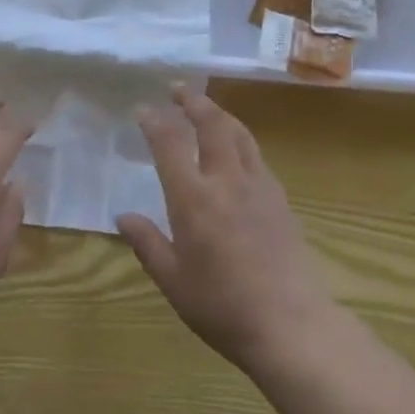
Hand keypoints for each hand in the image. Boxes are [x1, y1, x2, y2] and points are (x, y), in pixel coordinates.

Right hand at [116, 87, 335, 370]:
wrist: (291, 324)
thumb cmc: (222, 306)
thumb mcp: (173, 281)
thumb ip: (147, 243)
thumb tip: (123, 216)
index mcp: (194, 198)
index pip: (171, 144)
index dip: (155, 121)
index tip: (143, 108)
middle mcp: (226, 180)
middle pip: (212, 124)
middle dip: (193, 101)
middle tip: (178, 89)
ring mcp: (258, 186)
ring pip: (239, 133)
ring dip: (219, 113)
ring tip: (206, 107)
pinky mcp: (280, 198)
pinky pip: (256, 155)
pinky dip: (240, 138)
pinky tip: (236, 149)